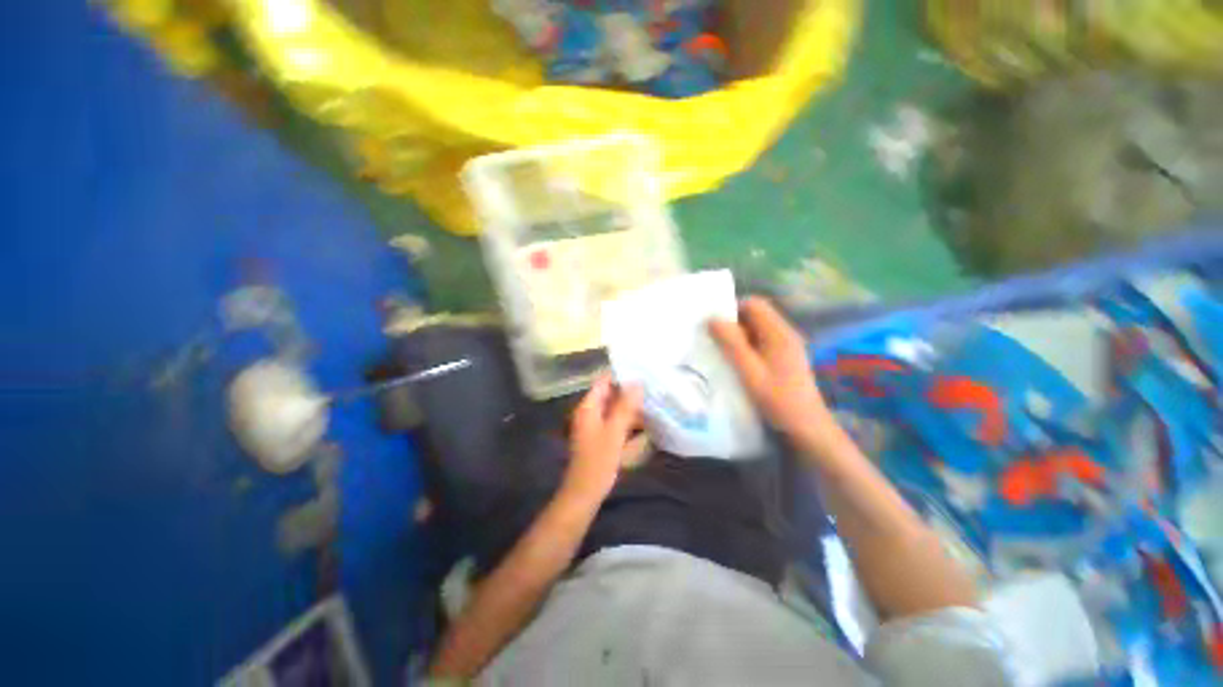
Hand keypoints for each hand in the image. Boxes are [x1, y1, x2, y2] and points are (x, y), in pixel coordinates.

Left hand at [562, 375, 643, 502]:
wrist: (584, 494)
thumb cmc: (598, 462)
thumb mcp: (614, 432)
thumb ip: (625, 407)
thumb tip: (637, 383)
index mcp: (588, 407)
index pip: (604, 381)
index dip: (621, 374)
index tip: (642, 371)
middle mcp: (590, 412)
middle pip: (610, 394)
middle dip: (630, 391)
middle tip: (653, 388)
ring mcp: (595, 425)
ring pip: (615, 408)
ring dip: (631, 406)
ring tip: (654, 403)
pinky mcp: (601, 437)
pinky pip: (616, 421)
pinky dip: (628, 420)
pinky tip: (646, 423)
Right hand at [710, 297, 838, 448]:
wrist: (806, 427)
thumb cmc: (778, 399)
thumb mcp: (750, 371)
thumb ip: (732, 344)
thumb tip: (712, 319)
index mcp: (779, 333)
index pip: (754, 304)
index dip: (732, 308)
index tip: (713, 323)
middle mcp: (784, 334)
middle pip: (755, 316)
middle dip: (732, 323)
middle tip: (712, 337)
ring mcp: (785, 346)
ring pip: (756, 330)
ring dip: (737, 336)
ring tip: (718, 349)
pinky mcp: (783, 358)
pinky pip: (760, 342)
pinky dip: (745, 346)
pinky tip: (734, 361)